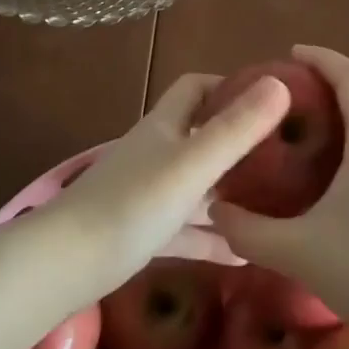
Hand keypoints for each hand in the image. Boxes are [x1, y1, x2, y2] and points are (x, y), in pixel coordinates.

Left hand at [50, 71, 290, 290]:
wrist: (65, 265)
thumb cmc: (132, 204)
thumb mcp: (193, 164)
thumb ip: (237, 128)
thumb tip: (282, 83)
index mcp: (166, 126)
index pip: (197, 88)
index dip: (230, 85)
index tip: (270, 100)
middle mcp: (157, 153)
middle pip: (201, 135)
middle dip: (240, 141)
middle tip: (284, 157)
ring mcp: (148, 194)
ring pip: (198, 185)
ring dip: (231, 193)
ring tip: (276, 205)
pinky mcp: (144, 233)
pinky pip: (187, 230)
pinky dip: (213, 238)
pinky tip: (245, 255)